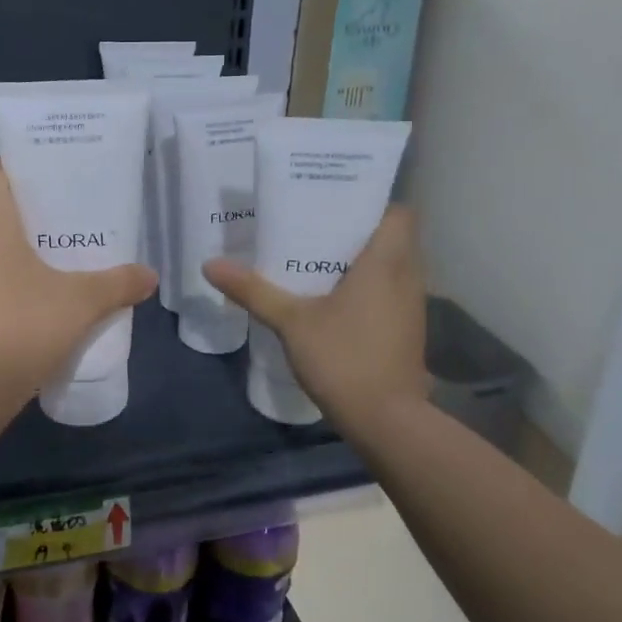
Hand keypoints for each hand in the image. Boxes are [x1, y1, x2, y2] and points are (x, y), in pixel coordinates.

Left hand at [0, 159, 157, 414]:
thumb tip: (150, 276)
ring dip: (1, 252)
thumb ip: (117, 284)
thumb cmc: (20, 330)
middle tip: (59, 230)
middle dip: (19, 215)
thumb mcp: (80, 305)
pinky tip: (15, 311)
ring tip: (42, 270)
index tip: (49, 189)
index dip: (17, 171)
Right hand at [204, 205, 430, 425]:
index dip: (373, 202)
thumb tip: (210, 264)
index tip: (338, 201)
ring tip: (321, 257)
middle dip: (360, 229)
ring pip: (394, 267)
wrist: (387, 421)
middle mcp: (408, 277)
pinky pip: (391, 292)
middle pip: (395, 237)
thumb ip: (253, 290)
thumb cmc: (343, 357)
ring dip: (365, 260)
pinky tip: (335, 298)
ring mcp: (412, 307)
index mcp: (386, 263)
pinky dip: (370, 286)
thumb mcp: (290, 321)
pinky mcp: (408, 331)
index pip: (400, 213)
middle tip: (317, 225)